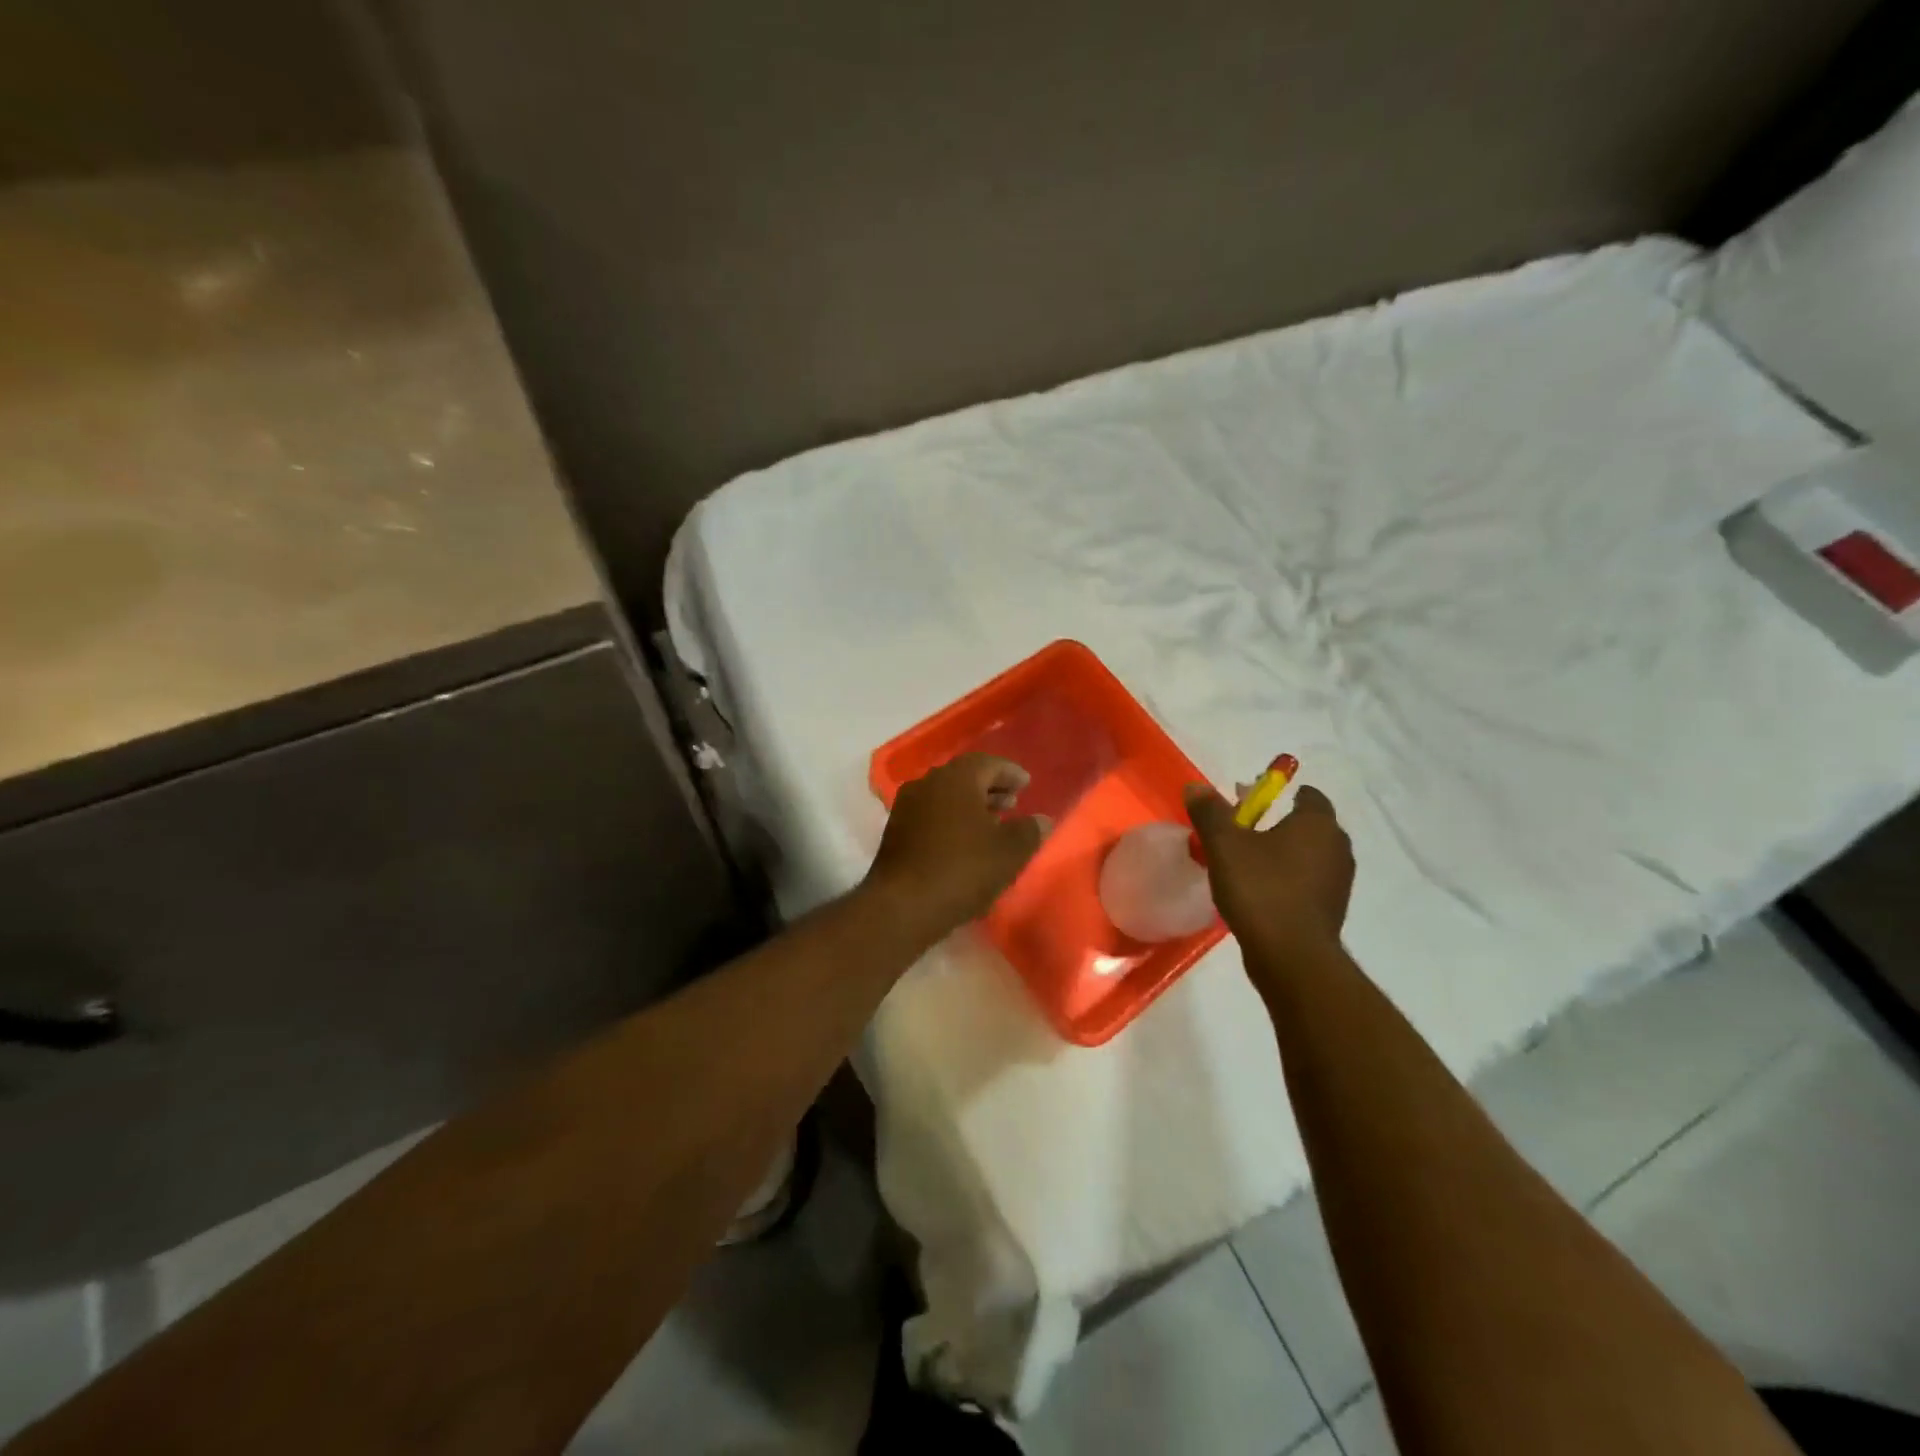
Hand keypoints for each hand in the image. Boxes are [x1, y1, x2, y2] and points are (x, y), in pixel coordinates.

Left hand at [865, 754, 1049, 937]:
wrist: (903, 906)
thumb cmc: (962, 870)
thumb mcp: (1009, 852)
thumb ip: (1029, 831)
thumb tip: (1041, 820)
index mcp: (956, 778)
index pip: (988, 763)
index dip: (1010, 773)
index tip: (1026, 784)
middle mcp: (928, 783)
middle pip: (964, 777)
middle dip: (990, 788)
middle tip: (1013, 802)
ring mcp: (907, 806)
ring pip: (945, 796)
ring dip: (971, 805)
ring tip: (993, 824)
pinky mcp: (896, 831)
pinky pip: (931, 814)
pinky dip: (951, 820)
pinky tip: (965, 842)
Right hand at [1186, 782, 1353, 963]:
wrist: (1291, 956)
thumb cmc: (1261, 889)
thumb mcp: (1224, 846)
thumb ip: (1210, 812)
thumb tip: (1195, 785)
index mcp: (1318, 824)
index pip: (1309, 796)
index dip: (1282, 794)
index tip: (1253, 802)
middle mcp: (1337, 847)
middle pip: (1308, 826)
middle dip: (1279, 824)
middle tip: (1243, 831)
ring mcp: (1338, 881)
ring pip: (1308, 856)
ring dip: (1284, 855)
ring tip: (1247, 864)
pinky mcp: (1331, 910)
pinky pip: (1307, 883)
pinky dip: (1288, 880)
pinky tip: (1260, 892)